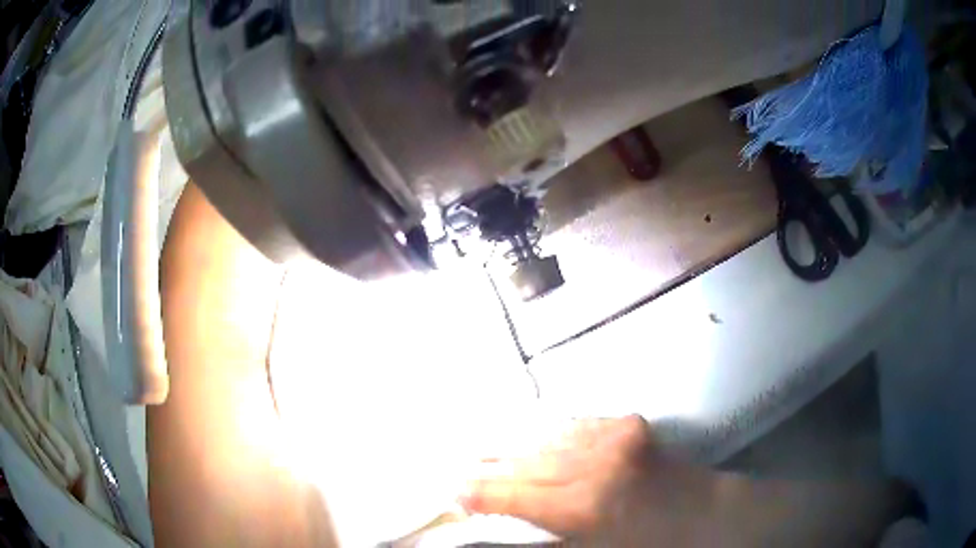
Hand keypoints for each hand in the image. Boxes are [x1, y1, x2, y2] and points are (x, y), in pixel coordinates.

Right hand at [460, 416, 716, 544]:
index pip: (515, 495)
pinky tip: (532, 439)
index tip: (456, 493)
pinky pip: (573, 425)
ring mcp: (613, 436)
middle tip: (463, 471)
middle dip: (490, 469)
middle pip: (526, 463)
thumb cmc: (646, 542)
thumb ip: (544, 539)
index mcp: (586, 506)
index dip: (482, 494)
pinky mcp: (626, 422)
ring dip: (514, 448)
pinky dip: (548, 434)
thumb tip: (501, 527)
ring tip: (486, 451)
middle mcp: (595, 464)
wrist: (703, 511)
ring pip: (546, 439)